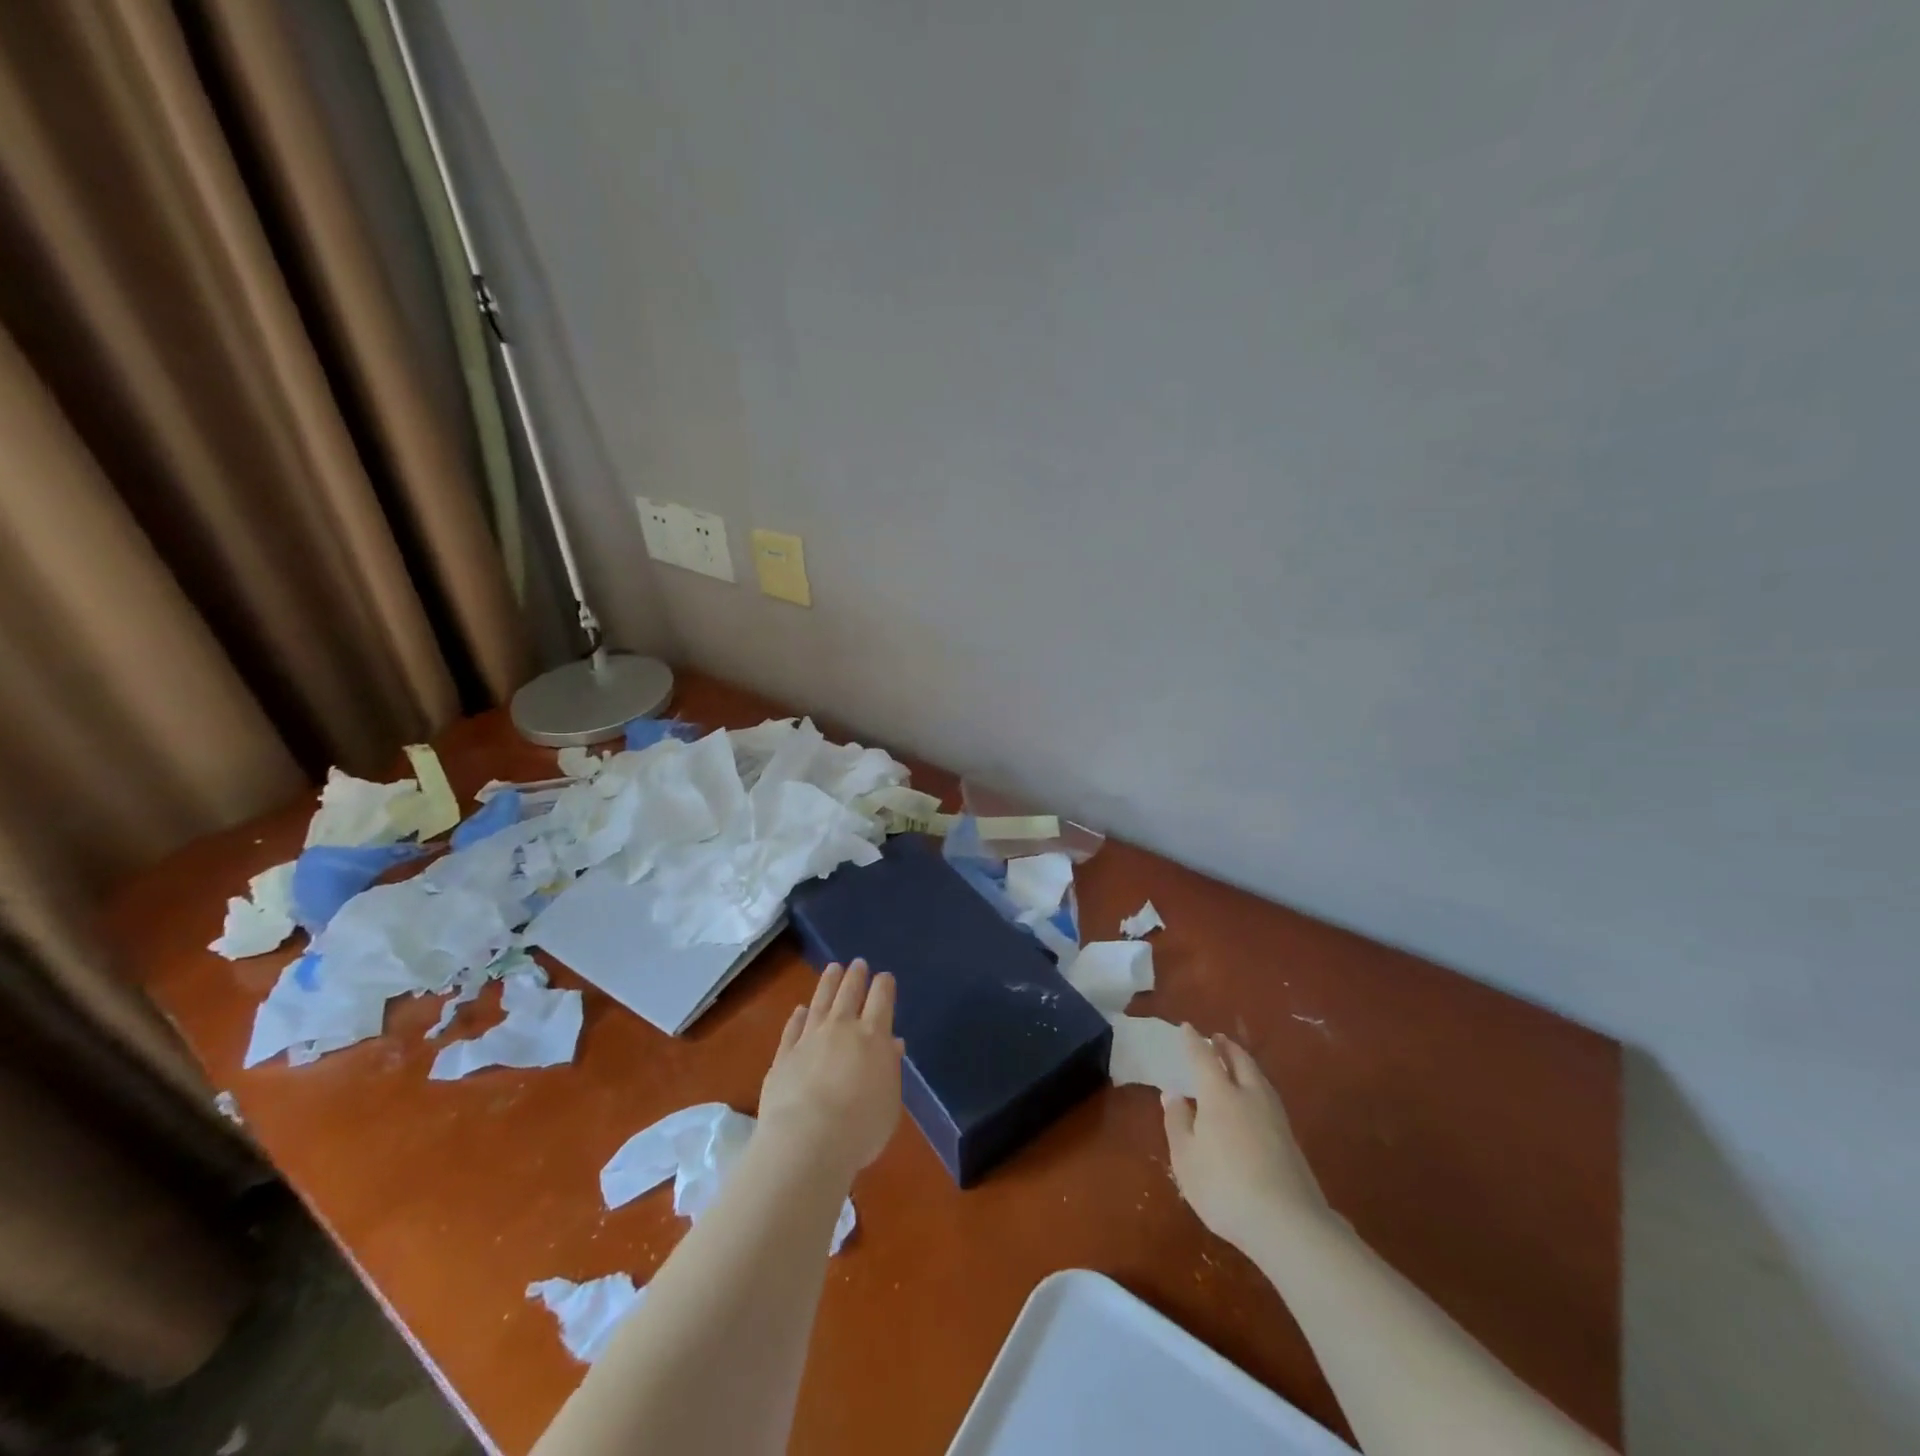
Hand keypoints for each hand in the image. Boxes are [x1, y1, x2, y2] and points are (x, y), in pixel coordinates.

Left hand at [756, 960, 903, 1182]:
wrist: (807, 1141)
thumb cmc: (860, 1127)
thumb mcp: (889, 1102)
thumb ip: (890, 1069)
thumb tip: (891, 1044)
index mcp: (873, 1036)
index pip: (881, 999)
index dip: (884, 985)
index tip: (885, 976)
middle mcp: (841, 1028)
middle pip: (850, 993)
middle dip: (856, 976)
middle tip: (858, 963)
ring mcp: (809, 1039)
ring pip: (820, 1002)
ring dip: (828, 983)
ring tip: (833, 968)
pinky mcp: (783, 1055)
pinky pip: (793, 1028)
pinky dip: (798, 1017)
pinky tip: (800, 1009)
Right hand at [1163, 1024, 1330, 1250]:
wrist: (1288, 1224)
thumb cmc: (1224, 1187)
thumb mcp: (1186, 1158)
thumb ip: (1177, 1123)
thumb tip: (1172, 1094)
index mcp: (1219, 1095)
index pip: (1204, 1058)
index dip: (1194, 1042)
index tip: (1187, 1028)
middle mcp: (1249, 1096)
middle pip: (1239, 1061)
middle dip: (1226, 1047)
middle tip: (1217, 1038)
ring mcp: (1274, 1117)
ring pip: (1259, 1077)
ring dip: (1245, 1063)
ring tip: (1236, 1062)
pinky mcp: (1291, 1139)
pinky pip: (1268, 1096)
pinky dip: (1257, 1085)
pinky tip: (1254, 1099)